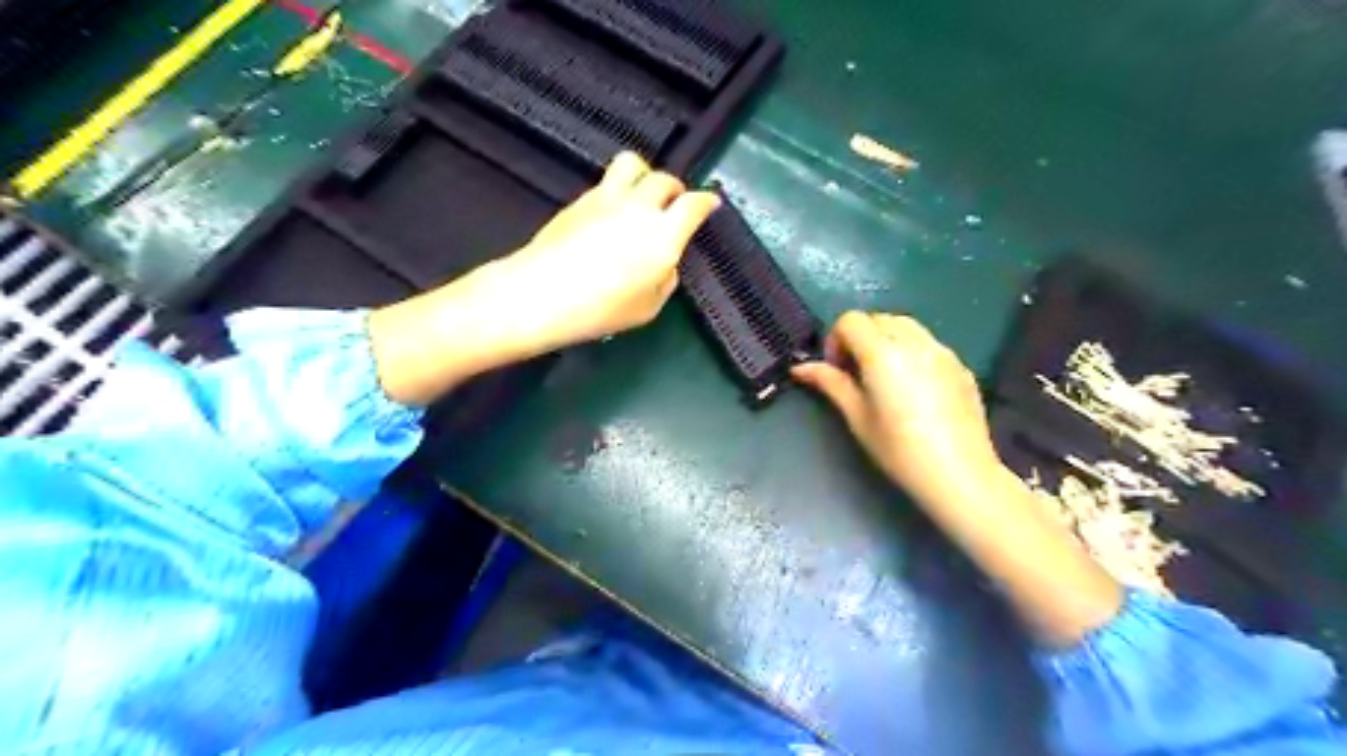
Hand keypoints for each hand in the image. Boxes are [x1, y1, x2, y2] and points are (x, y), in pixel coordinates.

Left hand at [494, 153, 719, 352]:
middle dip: (675, 189)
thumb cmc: (601, 309)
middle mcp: (639, 207)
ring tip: (643, 193)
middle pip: (664, 179)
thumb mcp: (649, 307)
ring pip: (633, 164)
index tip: (710, 203)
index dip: (706, 201)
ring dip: (645, 175)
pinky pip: (608, 181)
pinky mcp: (581, 199)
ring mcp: (607, 198)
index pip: (694, 205)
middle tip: (675, 203)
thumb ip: (665, 279)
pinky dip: (619, 189)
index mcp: (664, 235)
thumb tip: (665, 262)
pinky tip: (613, 210)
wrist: (542, 293)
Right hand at [790, 311, 999, 503]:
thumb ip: (831, 383)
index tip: (837, 369)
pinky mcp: (961, 366)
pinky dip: (912, 352)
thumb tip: (801, 368)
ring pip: (907, 326)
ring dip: (887, 340)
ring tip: (885, 378)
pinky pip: (929, 345)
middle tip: (857, 373)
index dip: (836, 339)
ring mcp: (943, 352)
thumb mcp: (857, 418)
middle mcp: (915, 342)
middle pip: (879, 318)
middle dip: (861, 337)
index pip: (851, 320)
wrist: (959, 474)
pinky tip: (914, 390)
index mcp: (883, 353)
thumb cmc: (899, 450)